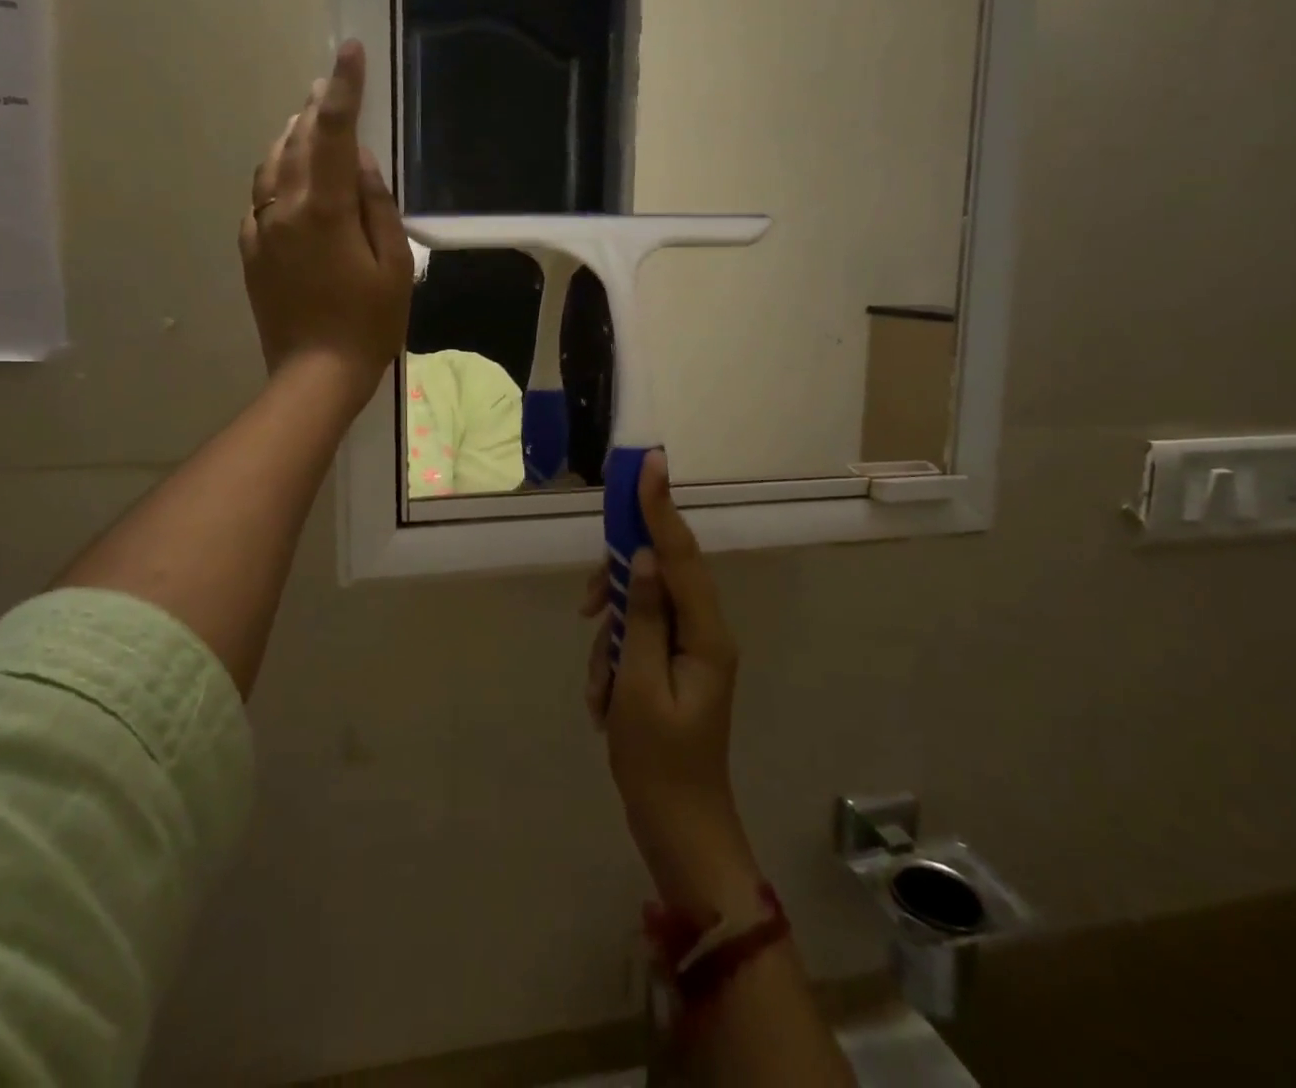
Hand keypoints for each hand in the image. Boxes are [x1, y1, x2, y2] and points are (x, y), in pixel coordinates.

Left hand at [240, 41, 413, 414]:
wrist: (315, 374)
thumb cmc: (368, 323)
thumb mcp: (394, 266)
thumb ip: (377, 206)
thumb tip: (360, 163)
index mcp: (324, 209)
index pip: (334, 133)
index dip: (344, 88)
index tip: (350, 50)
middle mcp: (284, 208)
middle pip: (297, 140)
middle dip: (316, 107)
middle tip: (329, 83)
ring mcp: (261, 229)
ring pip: (272, 164)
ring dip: (291, 136)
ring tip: (308, 120)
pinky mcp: (251, 251)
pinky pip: (260, 197)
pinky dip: (276, 174)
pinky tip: (289, 177)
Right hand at [584, 451, 760, 921]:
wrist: (679, 830)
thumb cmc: (658, 763)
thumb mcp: (638, 686)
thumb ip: (642, 615)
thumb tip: (642, 556)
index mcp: (706, 634)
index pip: (681, 554)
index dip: (660, 507)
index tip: (649, 464)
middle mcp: (705, 632)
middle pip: (659, 575)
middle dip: (618, 589)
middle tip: (589, 610)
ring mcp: (690, 650)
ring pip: (640, 610)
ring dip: (611, 641)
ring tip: (602, 695)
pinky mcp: (673, 666)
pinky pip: (637, 640)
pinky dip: (614, 663)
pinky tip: (606, 705)